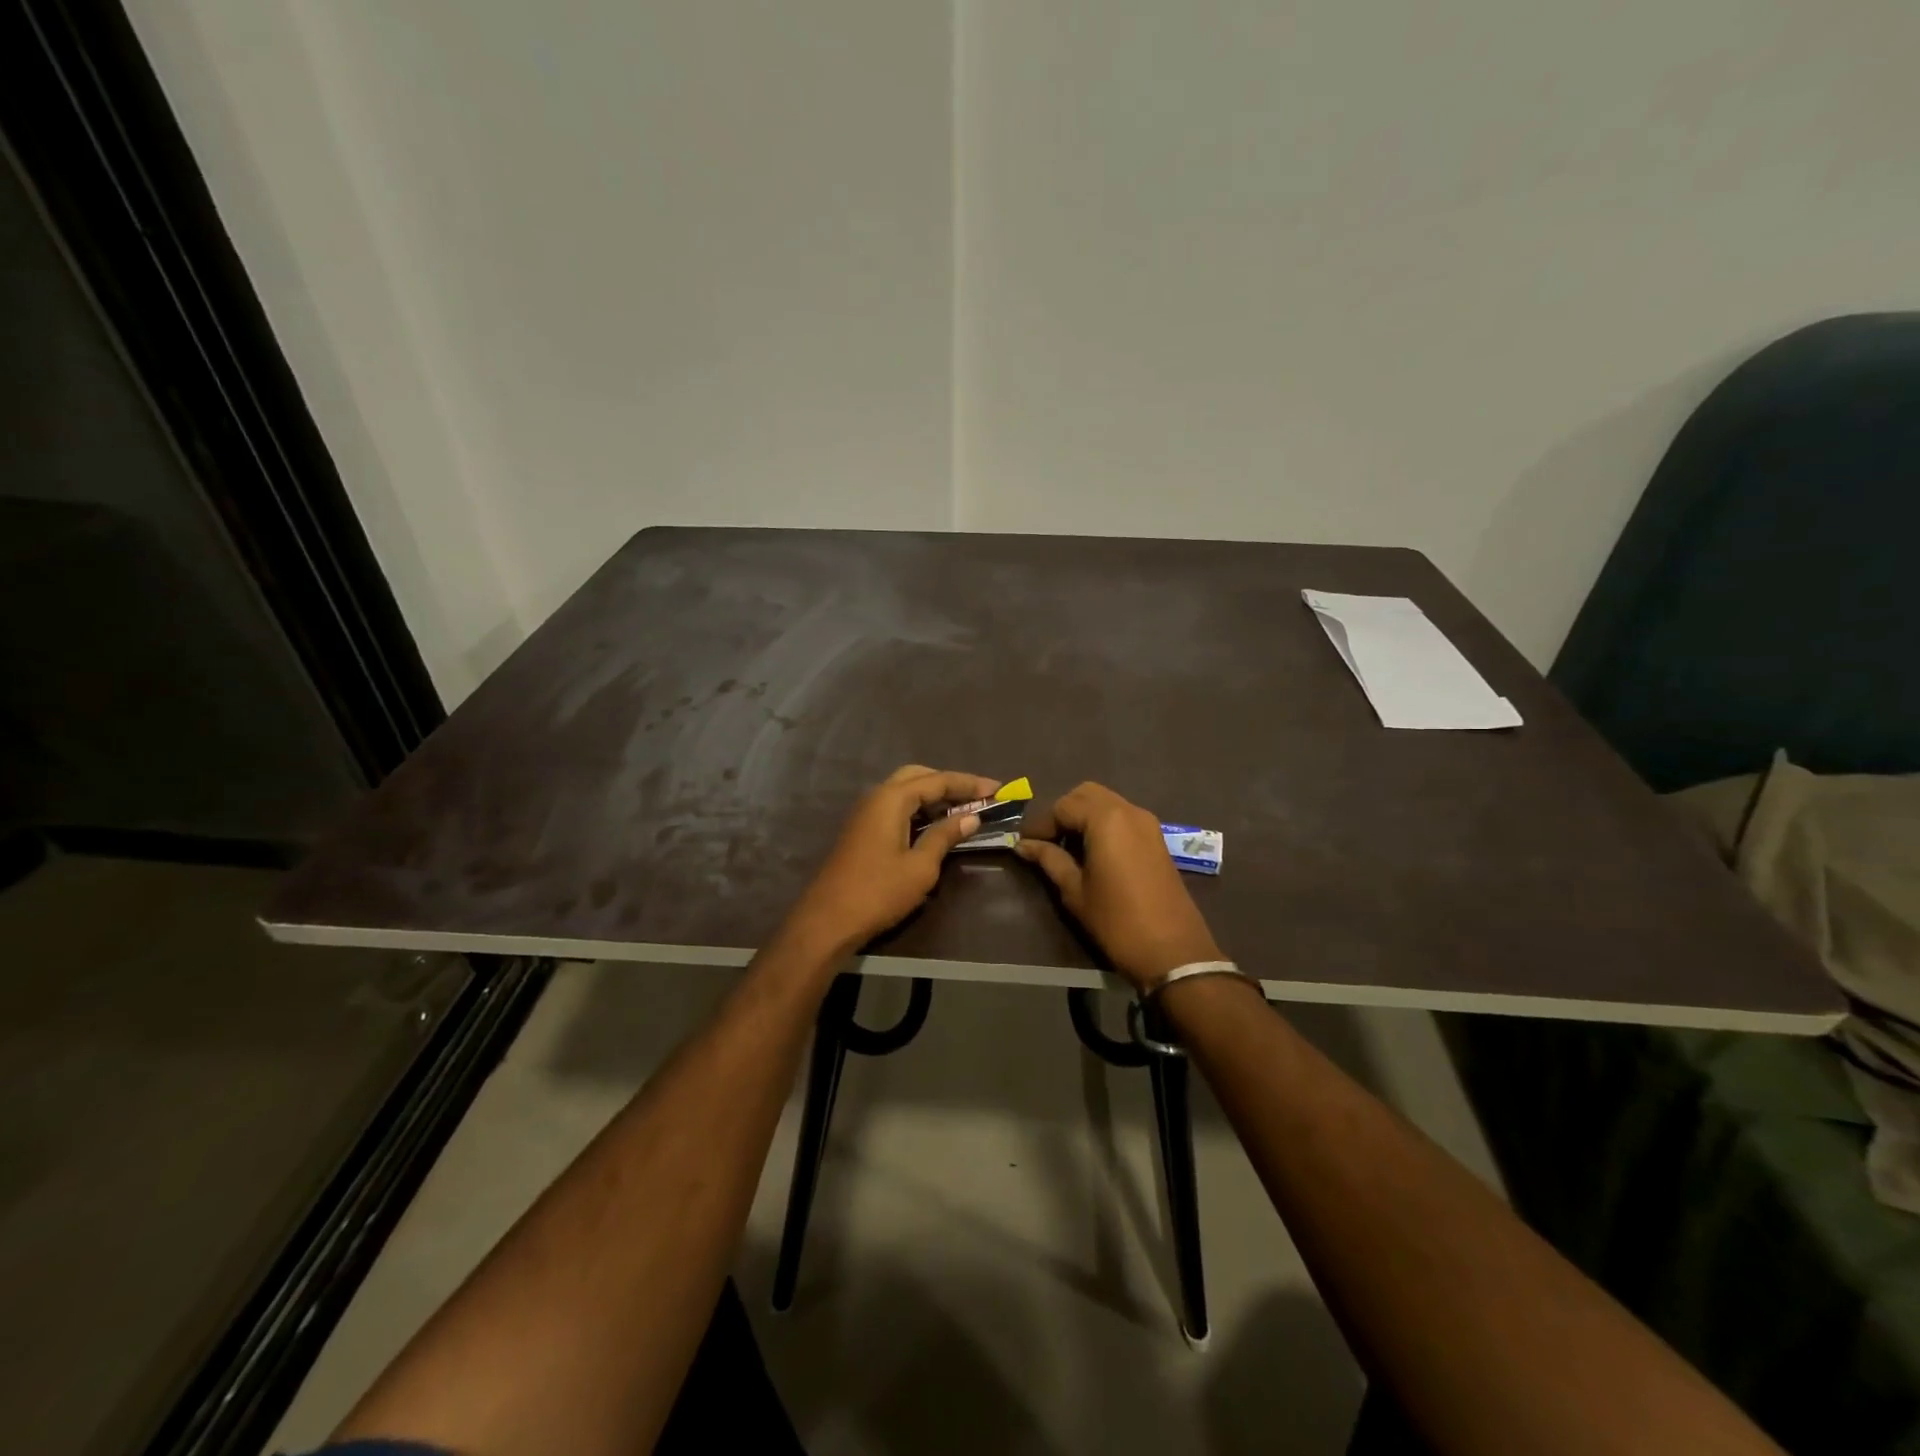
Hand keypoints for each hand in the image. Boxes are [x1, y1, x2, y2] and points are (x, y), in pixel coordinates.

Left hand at [782, 765, 999, 960]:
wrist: (828, 921)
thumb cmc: (878, 892)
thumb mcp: (920, 866)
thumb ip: (945, 836)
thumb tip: (970, 817)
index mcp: (891, 799)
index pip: (937, 780)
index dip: (968, 784)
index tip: (997, 789)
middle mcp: (876, 797)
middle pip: (917, 776)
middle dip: (949, 782)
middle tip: (977, 796)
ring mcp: (866, 814)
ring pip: (904, 791)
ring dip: (933, 796)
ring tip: (962, 809)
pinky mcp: (862, 831)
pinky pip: (896, 808)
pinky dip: (918, 810)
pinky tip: (935, 825)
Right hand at [1017, 782, 1223, 990]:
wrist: (1173, 951)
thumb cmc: (1117, 921)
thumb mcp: (1075, 891)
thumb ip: (1049, 860)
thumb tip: (1023, 845)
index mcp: (1106, 819)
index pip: (1063, 806)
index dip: (1041, 824)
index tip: (1026, 845)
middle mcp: (1129, 810)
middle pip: (1086, 794)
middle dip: (1063, 812)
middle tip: (1047, 842)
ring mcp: (1147, 822)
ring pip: (1106, 802)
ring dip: (1083, 816)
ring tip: (1067, 848)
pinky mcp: (1157, 838)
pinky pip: (1122, 816)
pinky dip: (1102, 824)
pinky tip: (1092, 852)